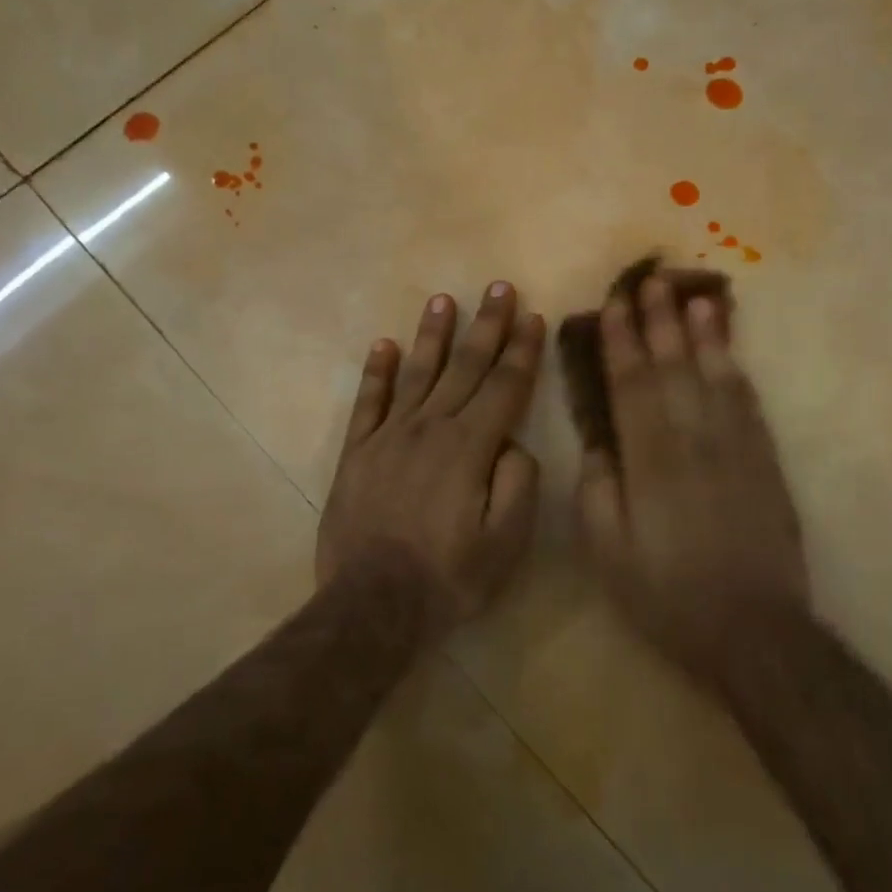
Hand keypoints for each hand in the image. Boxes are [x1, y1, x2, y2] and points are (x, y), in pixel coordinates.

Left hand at [318, 282, 544, 626]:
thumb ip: (518, 485)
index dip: (522, 351)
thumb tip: (513, 445)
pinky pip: (368, 402)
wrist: (372, 604)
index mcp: (470, 448)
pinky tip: (384, 345)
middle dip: (486, 326)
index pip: (504, 387)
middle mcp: (430, 429)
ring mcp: (388, 437)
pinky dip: (376, 372)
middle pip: (464, 368)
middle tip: (498, 287)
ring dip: (433, 335)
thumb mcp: (505, 542)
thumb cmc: (449, 577)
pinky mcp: (357, 453)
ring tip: (444, 299)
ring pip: (417, 373)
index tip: (534, 317)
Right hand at [577, 275, 809, 682]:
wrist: (752, 628)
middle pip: (675, 367)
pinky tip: (729, 351)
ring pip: (717, 375)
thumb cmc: (667, 594)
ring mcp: (737, 447)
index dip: (622, 341)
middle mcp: (695, 439)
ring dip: (705, 333)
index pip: (632, 384)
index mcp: (650, 460)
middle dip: (661, 320)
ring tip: (697, 295)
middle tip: (652, 279)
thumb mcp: (608, 552)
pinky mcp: (765, 461)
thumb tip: (600, 443)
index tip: (615, 305)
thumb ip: (597, 490)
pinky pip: (749, 403)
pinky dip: (736, 369)